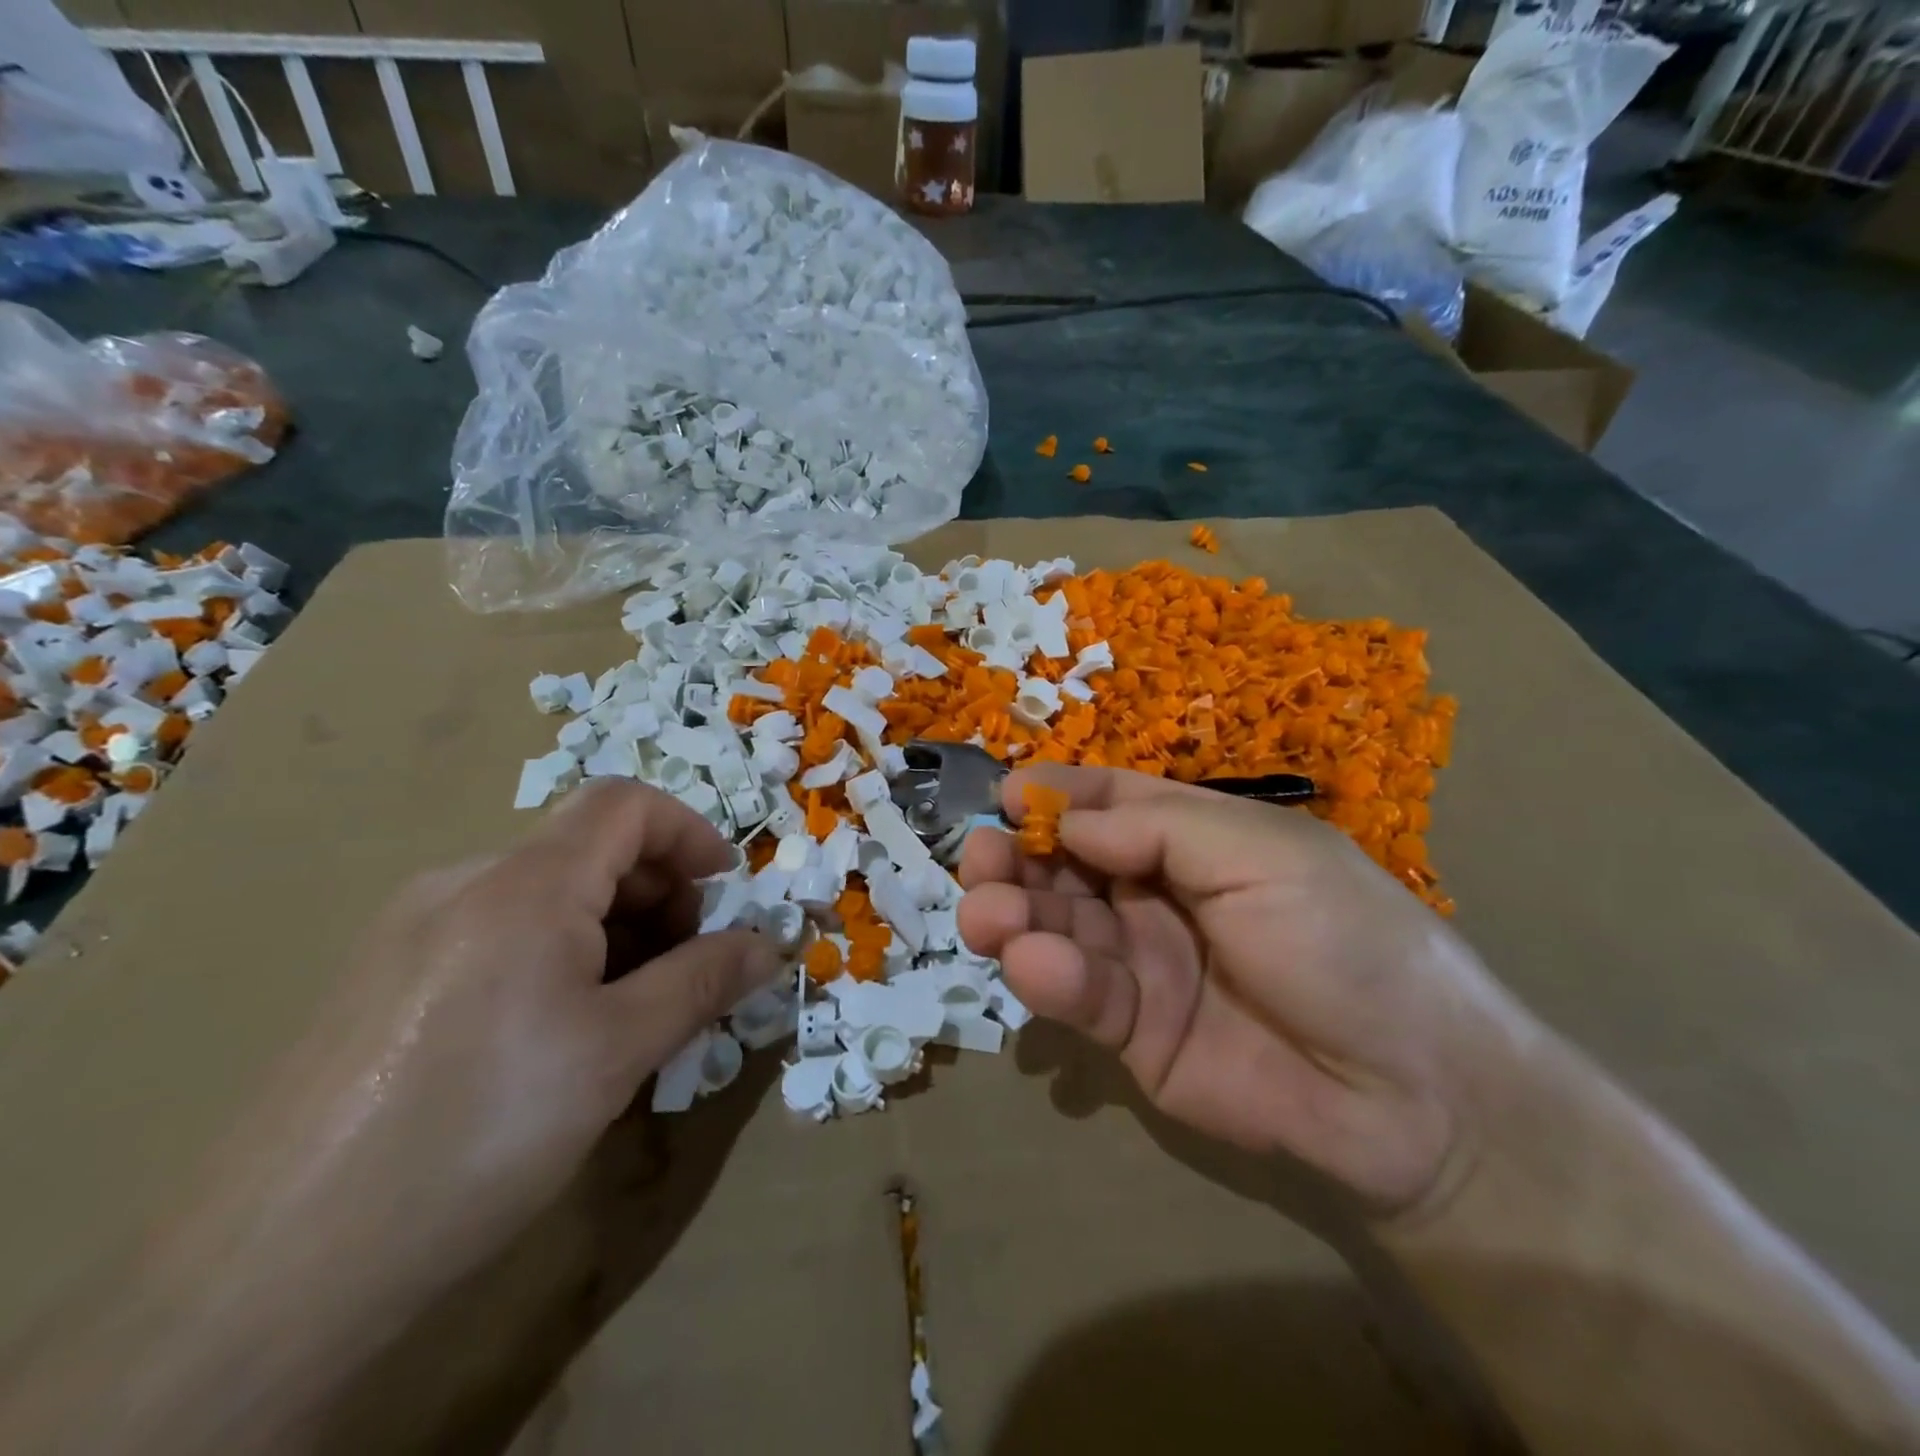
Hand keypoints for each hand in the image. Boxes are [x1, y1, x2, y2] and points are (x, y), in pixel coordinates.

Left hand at [209, 779, 782, 1297]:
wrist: (272, 1268)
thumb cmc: (480, 1129)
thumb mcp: (619, 1051)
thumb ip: (703, 982)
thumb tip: (769, 946)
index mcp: (524, 884)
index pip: (625, 804)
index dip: (690, 832)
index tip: (726, 891)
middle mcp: (462, 884)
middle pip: (587, 848)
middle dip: (658, 893)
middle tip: (685, 970)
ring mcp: (412, 930)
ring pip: (543, 896)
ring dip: (610, 930)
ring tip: (628, 1013)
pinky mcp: (383, 980)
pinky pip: (497, 934)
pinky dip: (557, 955)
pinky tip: (557, 1035)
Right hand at [957, 766, 1538, 1215]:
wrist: (1412, 1097)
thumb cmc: (1344, 941)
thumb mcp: (1263, 854)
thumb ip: (1158, 827)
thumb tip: (1064, 815)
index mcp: (1196, 839)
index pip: (1111, 803)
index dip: (1059, 795)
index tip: (1007, 795)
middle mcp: (1158, 894)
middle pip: (1068, 863)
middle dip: (1018, 856)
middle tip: (977, 859)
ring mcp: (1141, 963)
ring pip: (1057, 926)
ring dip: (1014, 914)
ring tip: (984, 915)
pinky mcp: (1131, 1031)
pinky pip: (1078, 994)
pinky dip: (1047, 977)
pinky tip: (1031, 964)